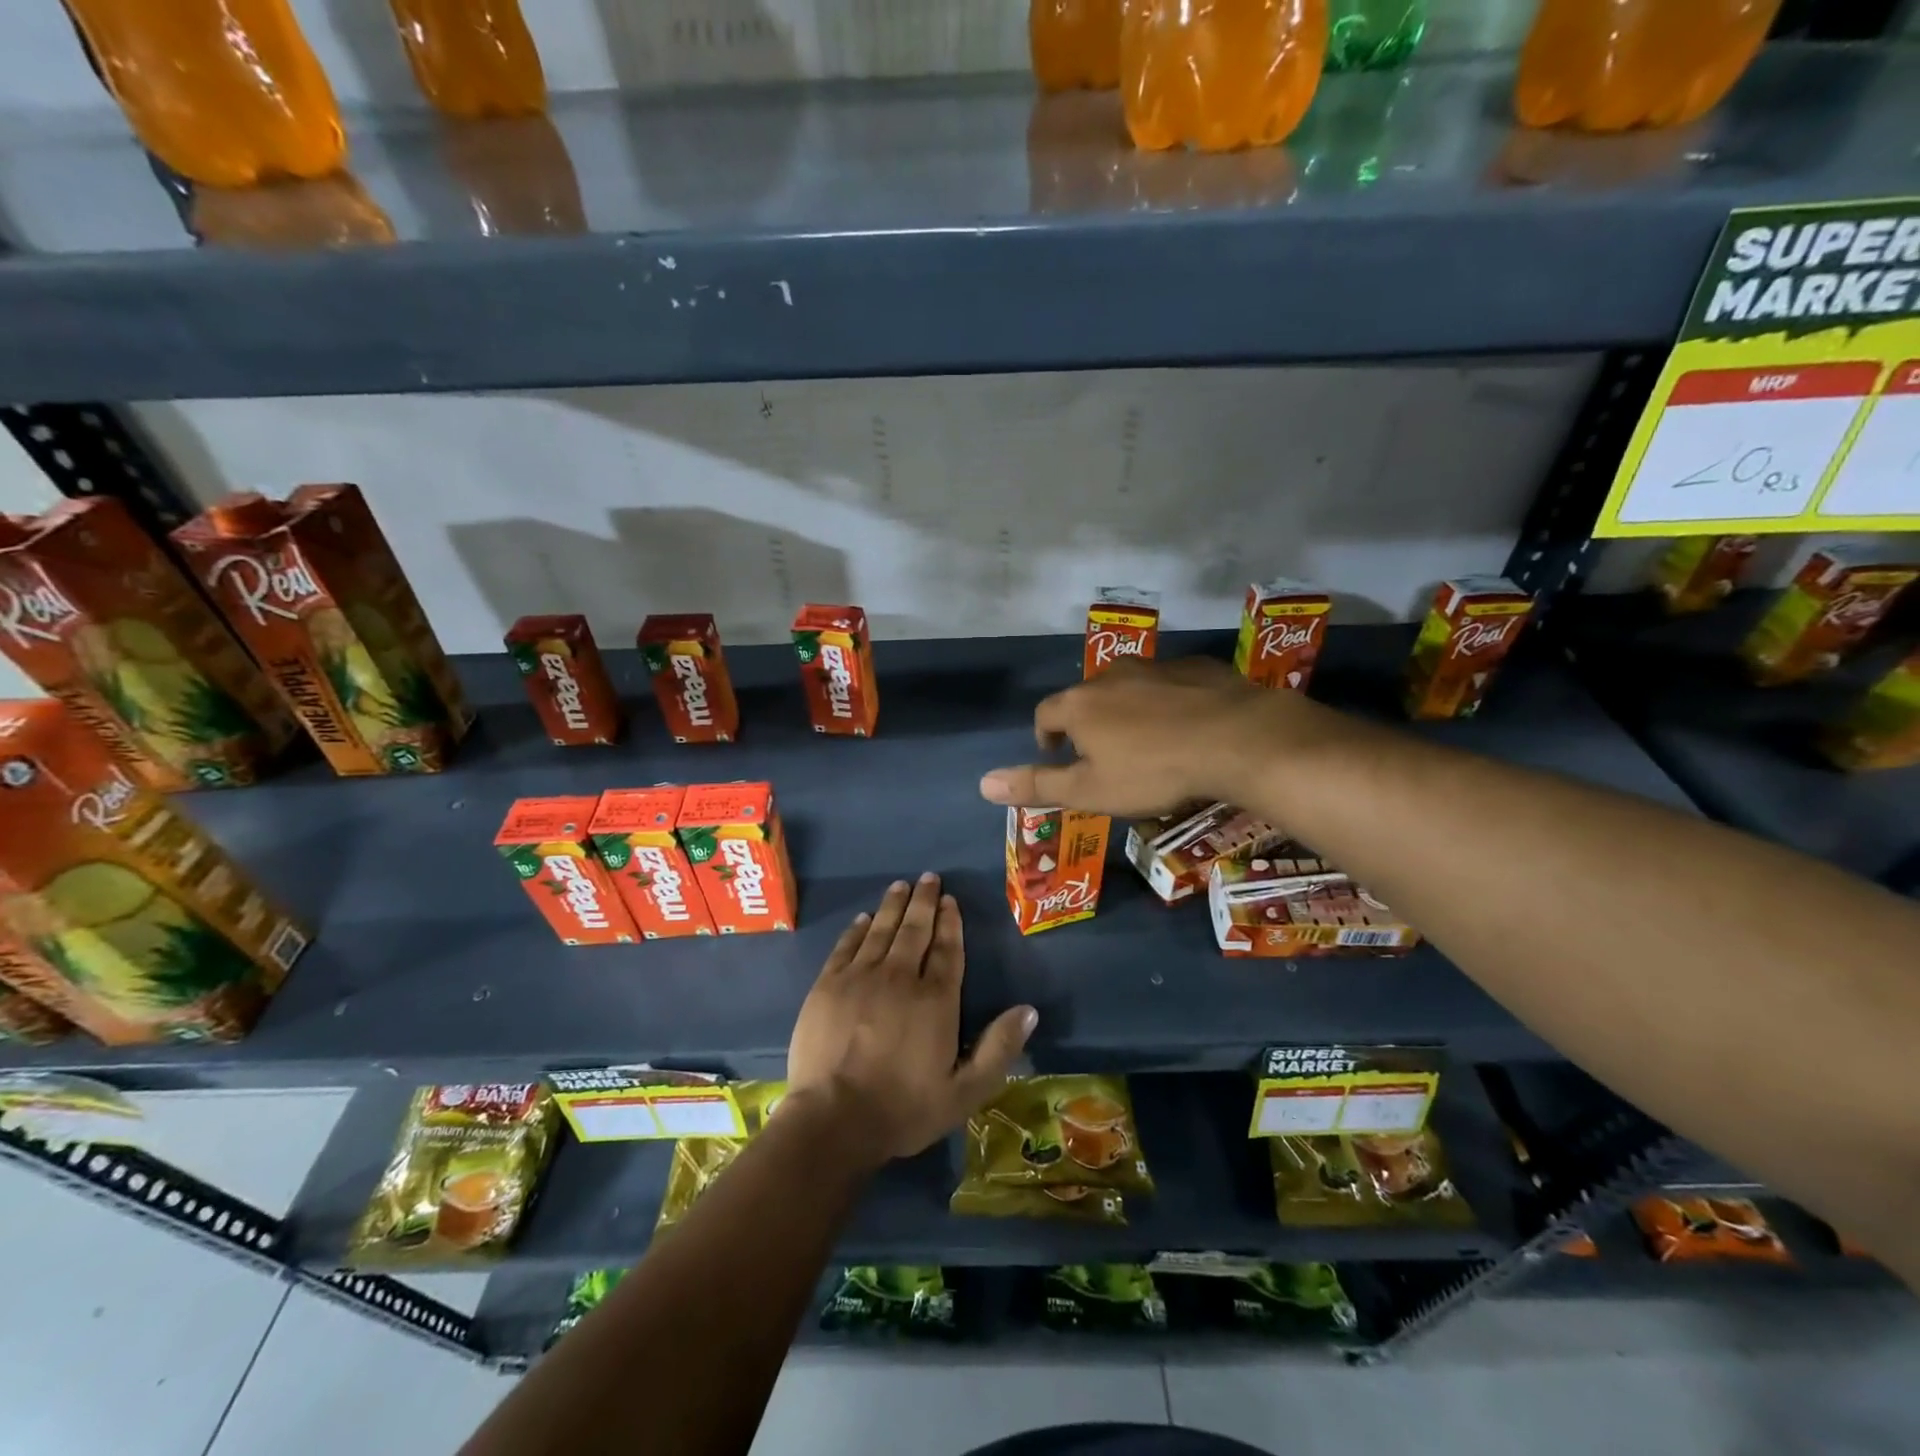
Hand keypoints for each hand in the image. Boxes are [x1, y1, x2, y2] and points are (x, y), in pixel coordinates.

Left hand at [786, 875, 1036, 1166]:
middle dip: (924, 901)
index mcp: (935, 999)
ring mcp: (860, 977)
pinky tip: (863, 918)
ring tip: (901, 885)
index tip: (950, 900)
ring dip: (893, 906)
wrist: (834, 1119)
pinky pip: (846, 946)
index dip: (950, 923)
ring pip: (881, 930)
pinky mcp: (828, 985)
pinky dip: (857, 928)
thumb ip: (998, 1049)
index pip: (946, 950)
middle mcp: (899, 977)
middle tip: (928, 878)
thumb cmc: (904, 1108)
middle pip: (914, 930)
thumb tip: (1029, 1010)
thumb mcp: (964, 1091)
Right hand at [977, 657, 1343, 817]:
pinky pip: (1169, 684)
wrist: (1237, 739)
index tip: (1056, 756)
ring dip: (1127, 711)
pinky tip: (1186, 726)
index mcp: (1080, 704)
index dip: (1045, 736)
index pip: (1045, 714)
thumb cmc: (1153, 771)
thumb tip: (982, 784)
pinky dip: (1166, 702)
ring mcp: (1156, 666)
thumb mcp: (1090, 790)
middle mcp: (1111, 676)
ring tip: (1146, 743)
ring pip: (1128, 688)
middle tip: (1104, 756)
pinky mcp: (1196, 667)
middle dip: (1087, 724)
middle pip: (1085, 697)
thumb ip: (1036, 786)